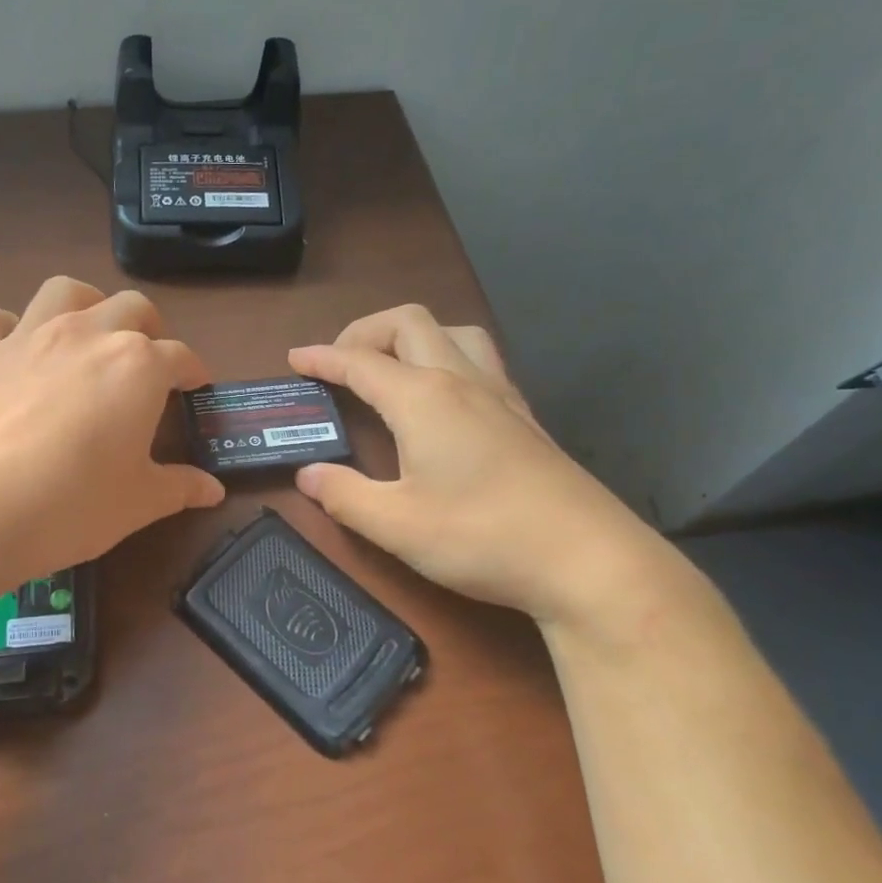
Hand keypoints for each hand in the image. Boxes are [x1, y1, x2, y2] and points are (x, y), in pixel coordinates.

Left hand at [0, 277, 224, 585]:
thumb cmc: (73, 505)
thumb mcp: (139, 503)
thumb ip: (180, 487)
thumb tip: (213, 490)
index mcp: (137, 365)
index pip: (180, 357)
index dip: (193, 371)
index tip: (194, 387)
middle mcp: (86, 334)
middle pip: (131, 308)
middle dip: (149, 329)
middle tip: (148, 361)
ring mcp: (27, 337)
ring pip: (64, 291)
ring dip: (85, 304)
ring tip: (88, 333)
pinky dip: (2, 327)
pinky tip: (9, 350)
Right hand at [289, 306, 674, 627]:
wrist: (587, 559)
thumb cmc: (483, 537)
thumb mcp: (396, 526)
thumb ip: (344, 495)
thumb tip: (308, 474)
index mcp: (422, 398)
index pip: (359, 362)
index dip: (321, 358)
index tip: (294, 359)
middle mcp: (460, 380)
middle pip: (407, 323)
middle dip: (363, 332)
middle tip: (339, 364)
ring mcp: (499, 394)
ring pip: (451, 331)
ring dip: (411, 336)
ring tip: (389, 369)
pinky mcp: (523, 415)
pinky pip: (478, 358)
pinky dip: (445, 356)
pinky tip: (441, 398)